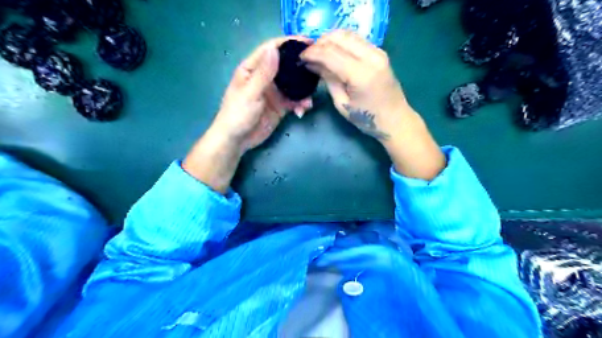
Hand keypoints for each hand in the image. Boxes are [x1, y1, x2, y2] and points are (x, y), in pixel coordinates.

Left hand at [210, 37, 312, 153]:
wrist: (237, 140)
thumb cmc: (238, 114)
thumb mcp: (250, 93)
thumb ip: (264, 73)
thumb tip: (275, 50)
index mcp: (252, 68)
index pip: (271, 49)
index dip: (289, 43)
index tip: (308, 41)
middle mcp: (264, 77)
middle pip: (286, 66)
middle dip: (301, 67)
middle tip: (318, 68)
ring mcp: (274, 92)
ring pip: (293, 85)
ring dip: (303, 92)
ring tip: (309, 101)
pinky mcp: (280, 106)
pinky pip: (294, 101)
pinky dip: (300, 104)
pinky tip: (302, 111)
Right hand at [301, 30, 445, 180]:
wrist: (395, 119)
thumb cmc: (367, 118)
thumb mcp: (342, 103)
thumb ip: (328, 80)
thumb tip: (312, 64)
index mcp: (360, 74)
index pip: (330, 53)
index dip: (312, 52)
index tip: (300, 56)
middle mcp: (371, 57)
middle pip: (339, 37)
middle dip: (320, 43)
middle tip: (309, 54)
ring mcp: (378, 52)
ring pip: (348, 34)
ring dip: (330, 40)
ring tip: (319, 53)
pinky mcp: (379, 52)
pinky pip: (356, 39)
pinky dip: (341, 42)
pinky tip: (333, 52)